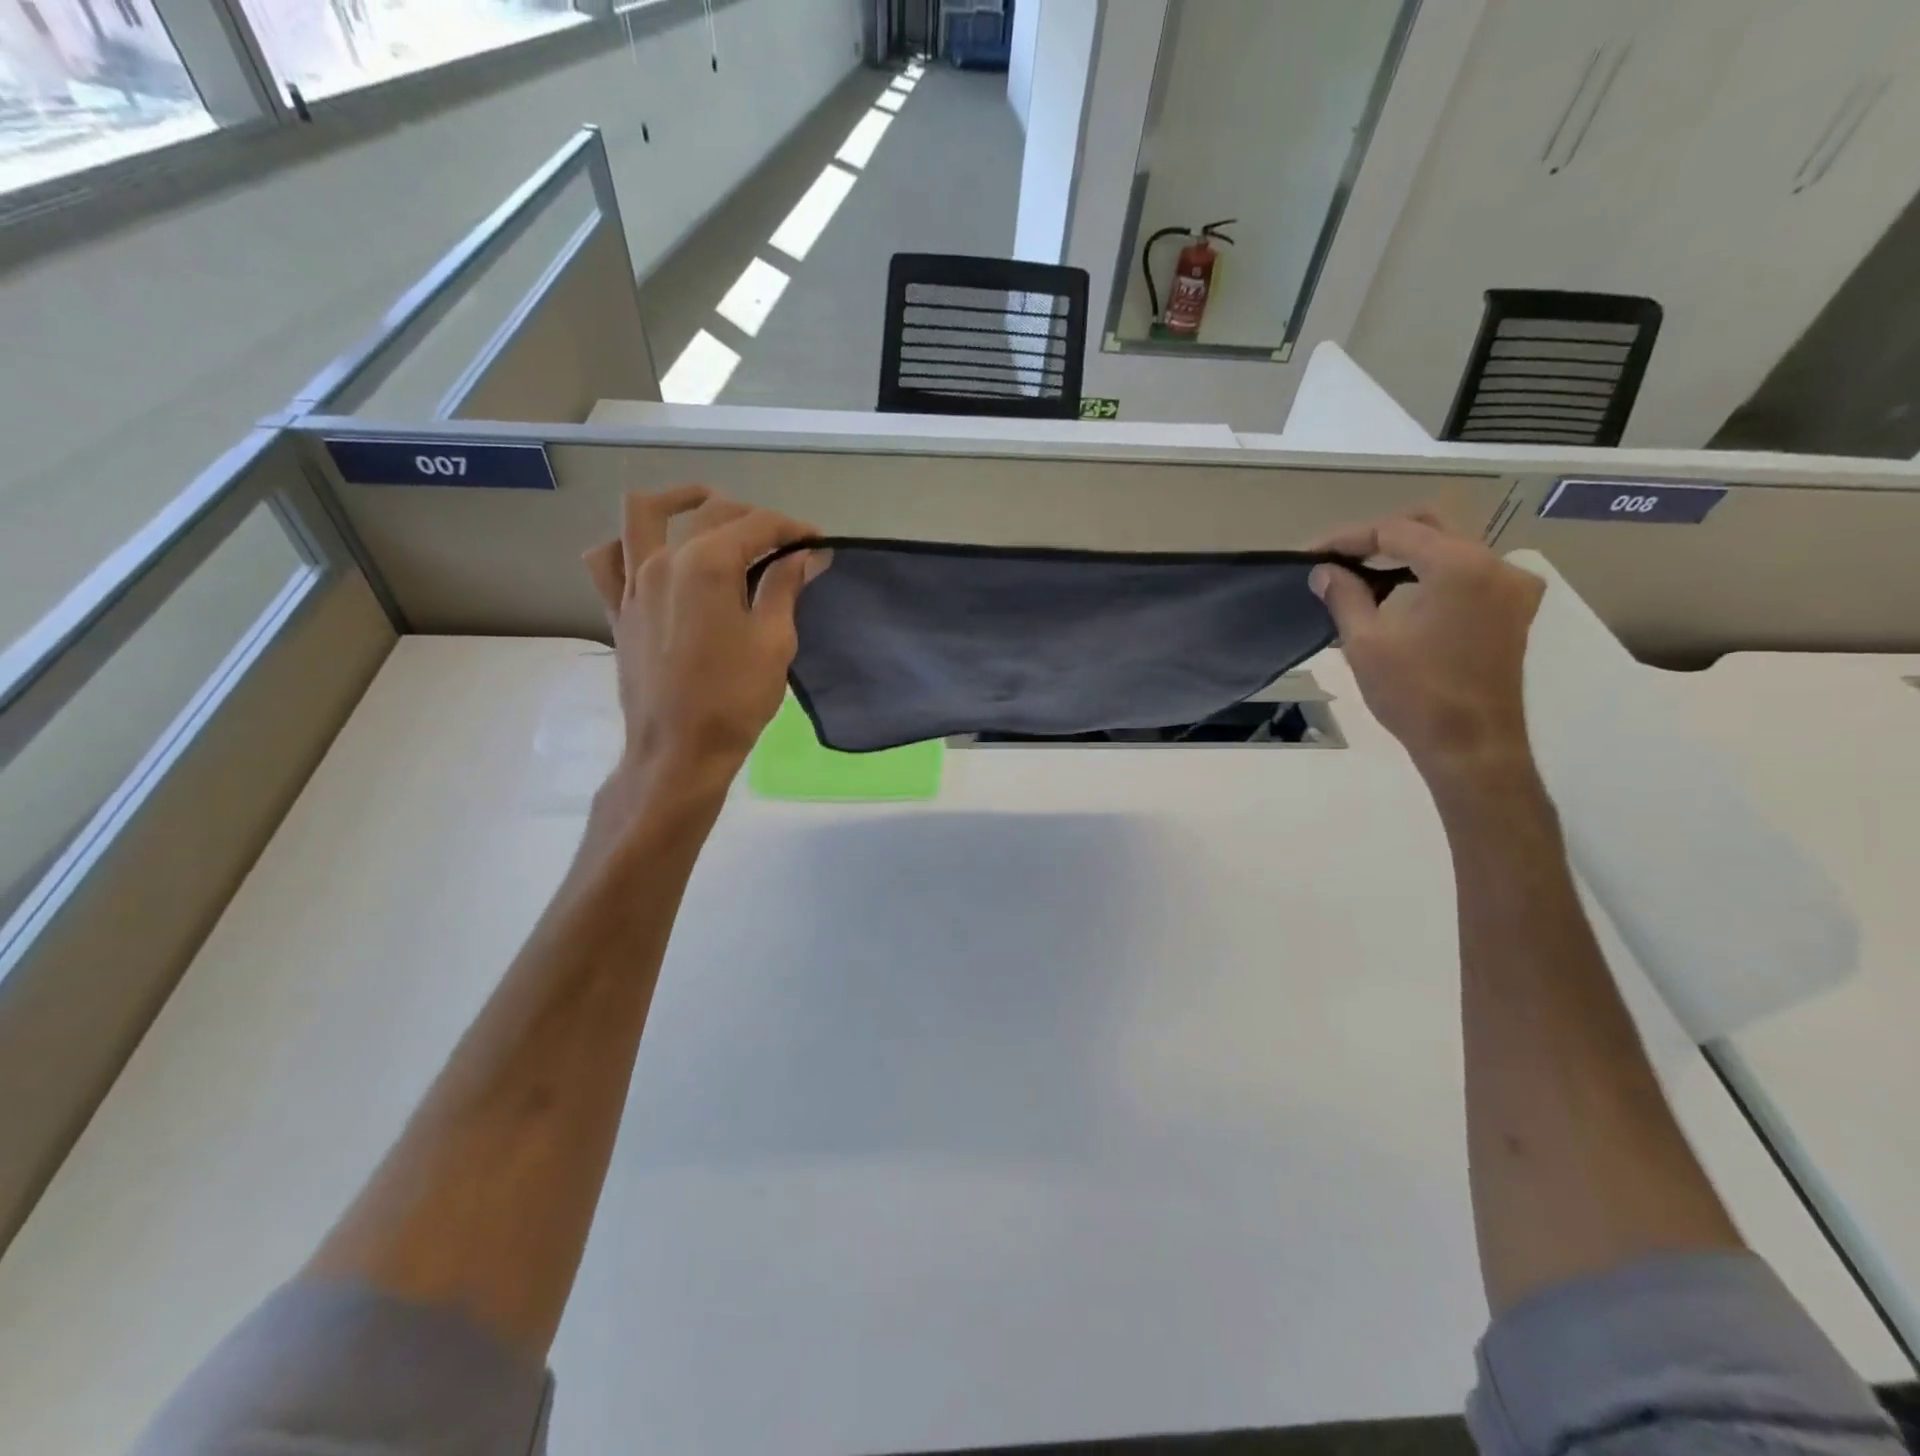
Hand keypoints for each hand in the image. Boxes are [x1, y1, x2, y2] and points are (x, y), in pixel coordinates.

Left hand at [582, 487, 824, 783]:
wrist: (678, 751)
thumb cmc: (734, 700)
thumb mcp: (774, 642)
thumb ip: (785, 587)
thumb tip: (805, 554)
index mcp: (707, 565)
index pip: (757, 525)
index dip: (793, 528)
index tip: (818, 542)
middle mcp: (663, 560)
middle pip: (711, 513)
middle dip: (755, 517)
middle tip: (784, 542)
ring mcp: (632, 583)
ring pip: (642, 515)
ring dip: (677, 500)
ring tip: (705, 507)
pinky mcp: (618, 609)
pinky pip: (608, 559)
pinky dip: (626, 544)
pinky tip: (650, 553)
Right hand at [1309, 513, 1543, 791]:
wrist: (1471, 745)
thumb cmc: (1414, 695)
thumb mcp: (1365, 642)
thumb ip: (1343, 596)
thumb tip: (1323, 571)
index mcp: (1459, 566)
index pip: (1395, 531)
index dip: (1347, 539)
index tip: (1311, 555)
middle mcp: (1494, 563)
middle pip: (1428, 526)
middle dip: (1378, 538)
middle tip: (1336, 560)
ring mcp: (1510, 586)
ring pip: (1449, 547)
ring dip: (1403, 556)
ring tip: (1358, 578)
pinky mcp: (1512, 608)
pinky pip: (1466, 572)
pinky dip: (1429, 574)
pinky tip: (1396, 594)